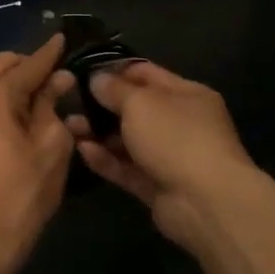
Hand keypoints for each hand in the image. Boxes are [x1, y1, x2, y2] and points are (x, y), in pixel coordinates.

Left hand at [0, 35, 75, 269]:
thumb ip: (53, 104)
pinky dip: (3, 102)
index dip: (50, 53)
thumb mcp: (51, 145)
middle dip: (31, 68)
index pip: (28, 65)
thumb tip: (59, 79)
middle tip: (60, 78)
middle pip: (4, 67)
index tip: (63, 37)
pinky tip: (25, 115)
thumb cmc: (23, 192)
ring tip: (46, 99)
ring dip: (17, 85)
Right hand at [65, 62, 258, 253]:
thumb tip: (97, 79)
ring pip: (128, 141)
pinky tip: (82, 150)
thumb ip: (115, 89)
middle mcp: (180, 123)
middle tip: (70, 102)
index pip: (147, 74)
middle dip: (102, 105)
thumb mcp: (141, 103)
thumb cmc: (175, 137)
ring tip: (69, 127)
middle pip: (135, 109)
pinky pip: (127, 168)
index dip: (116, 70)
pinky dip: (106, 159)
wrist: (205, 202)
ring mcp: (169, 157)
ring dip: (99, 134)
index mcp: (187, 94)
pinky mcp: (156, 186)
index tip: (83, 72)